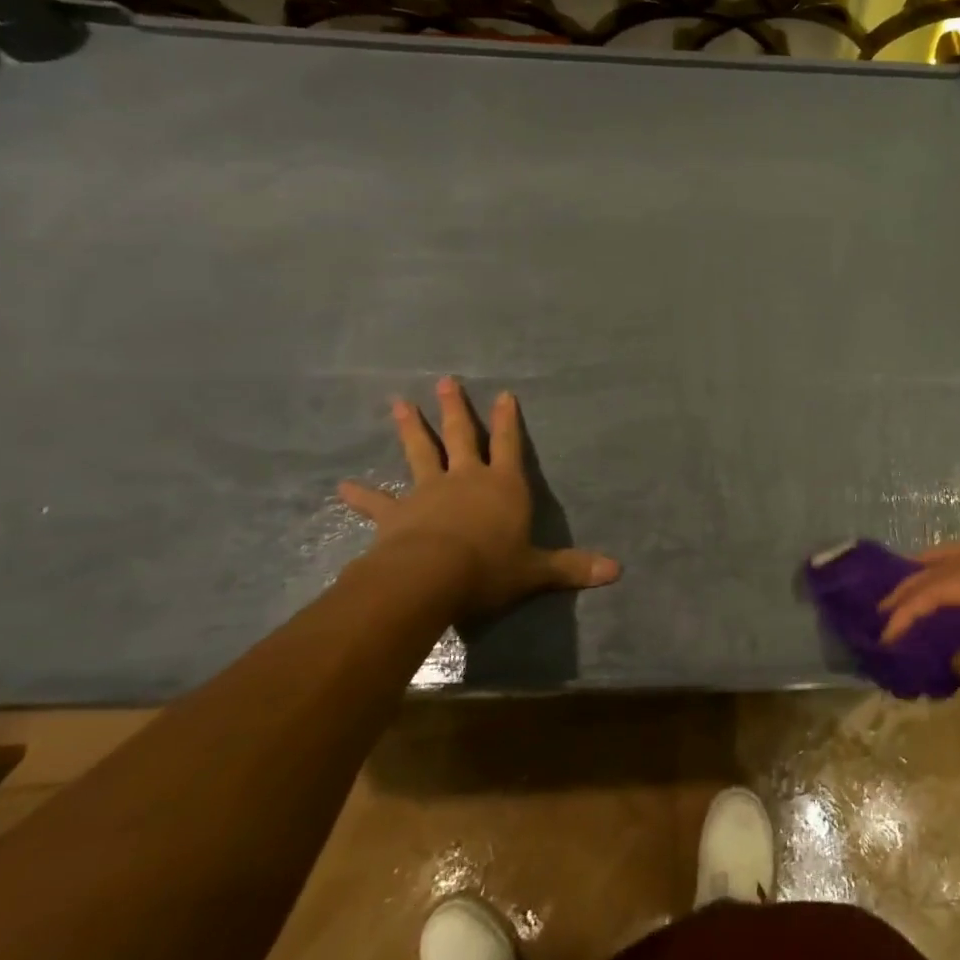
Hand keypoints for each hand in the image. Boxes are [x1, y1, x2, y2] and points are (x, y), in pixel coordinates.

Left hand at [338, 377, 618, 618]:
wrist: (429, 578)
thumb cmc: (490, 568)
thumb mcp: (536, 571)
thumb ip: (572, 568)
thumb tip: (617, 572)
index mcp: (503, 486)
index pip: (509, 444)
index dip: (507, 420)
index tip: (504, 394)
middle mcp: (466, 480)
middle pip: (460, 436)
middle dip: (455, 409)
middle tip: (445, 381)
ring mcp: (428, 492)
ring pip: (420, 453)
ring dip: (409, 429)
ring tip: (398, 403)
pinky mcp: (396, 515)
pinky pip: (378, 502)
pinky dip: (362, 495)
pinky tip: (341, 487)